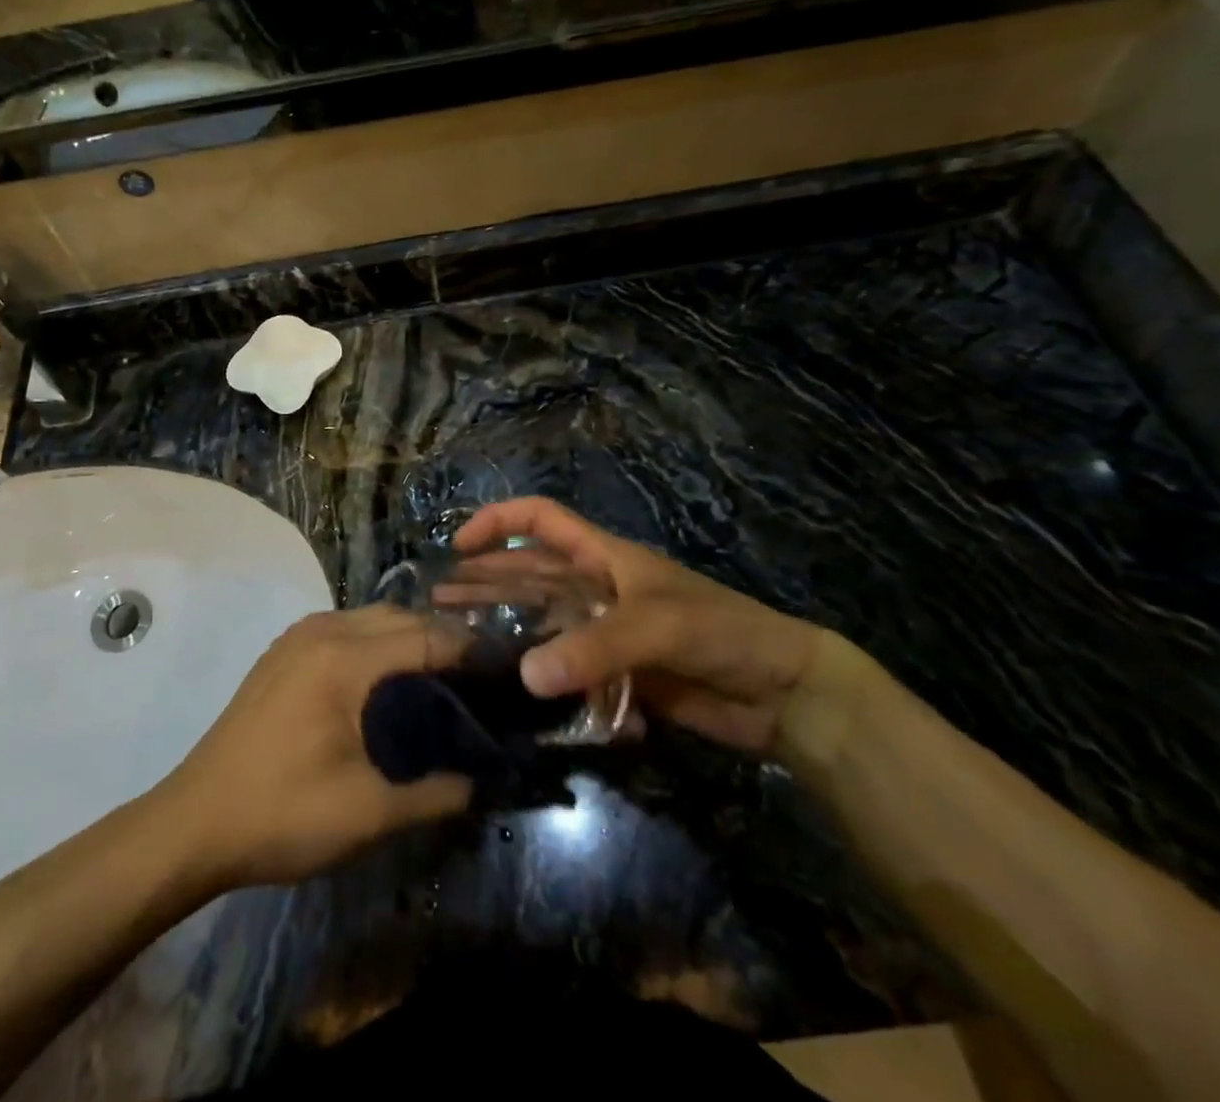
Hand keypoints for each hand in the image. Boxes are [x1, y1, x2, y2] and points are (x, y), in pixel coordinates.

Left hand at [157, 606, 470, 889]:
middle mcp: (321, 631)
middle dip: (440, 638)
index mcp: (343, 657)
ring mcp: (296, 637)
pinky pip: (343, 628)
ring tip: (439, 678)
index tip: (503, 671)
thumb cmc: (282, 814)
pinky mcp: (281, 653)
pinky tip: (385, 681)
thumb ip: (434, 794)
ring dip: (406, 637)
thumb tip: (481, 784)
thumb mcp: (367, 812)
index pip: (424, 635)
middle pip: (398, 617)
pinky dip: (375, 642)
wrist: (194, 822)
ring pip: (369, 618)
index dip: (467, 649)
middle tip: (477, 678)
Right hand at [454, 499, 826, 754]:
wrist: (782, 696)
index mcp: (604, 557)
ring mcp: (605, 634)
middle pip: (529, 576)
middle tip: (438, 605)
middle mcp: (597, 590)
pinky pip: (568, 673)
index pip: (540, 520)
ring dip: (506, 633)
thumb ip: (593, 648)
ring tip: (461, 648)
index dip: (497, 522)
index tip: (459, 546)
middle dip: (485, 583)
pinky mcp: (616, 676)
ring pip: (543, 626)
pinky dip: (547, 683)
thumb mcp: (658, 627)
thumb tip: (524, 675)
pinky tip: (519, 699)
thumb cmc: (722, 632)